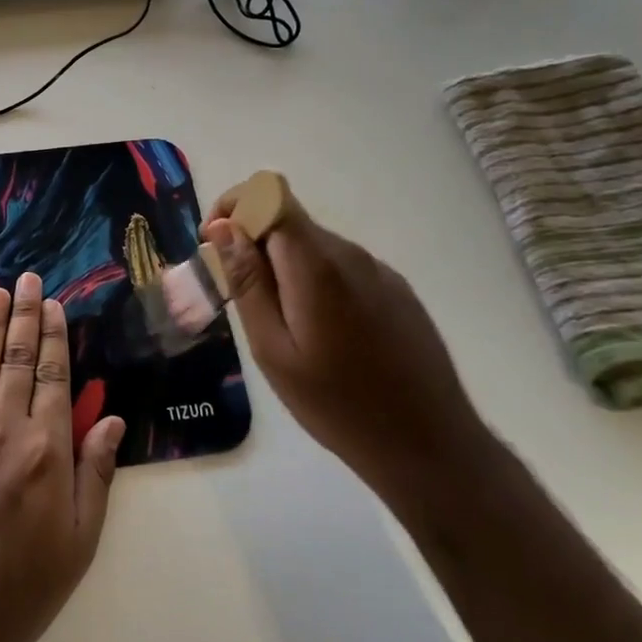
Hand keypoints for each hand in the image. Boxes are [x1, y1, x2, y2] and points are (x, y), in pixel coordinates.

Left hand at [0, 272, 126, 641]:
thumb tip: (109, 418)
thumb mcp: (80, 541)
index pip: (52, 377)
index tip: (54, 304)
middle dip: (23, 316)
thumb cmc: (23, 589)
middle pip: (15, 360)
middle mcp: (3, 431)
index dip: (54, 337)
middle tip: (25, 278)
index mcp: (46, 451)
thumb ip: (95, 473)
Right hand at [204, 187, 482, 488]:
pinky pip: (341, 269)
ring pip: (314, 246)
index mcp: (318, 265)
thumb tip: (223, 227)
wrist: (428, 445)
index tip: (212, 244)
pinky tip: (318, 334)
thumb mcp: (273, 349)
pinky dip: (313, 282)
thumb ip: (248, 282)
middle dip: (252, 243)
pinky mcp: (397, 292)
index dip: (235, 205)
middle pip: (290, 221)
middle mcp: (352, 256)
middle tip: (235, 297)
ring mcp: (380, 272)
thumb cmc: (337, 405)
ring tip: (277, 326)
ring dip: (282, 266)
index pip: (270, 195)